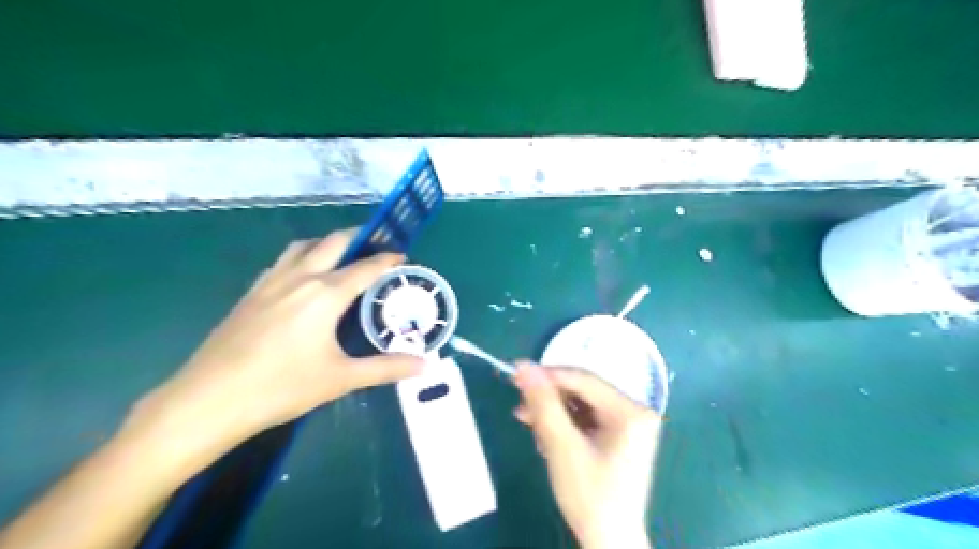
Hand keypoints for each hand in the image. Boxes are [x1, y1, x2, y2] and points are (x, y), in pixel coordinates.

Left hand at [127, 231, 424, 463]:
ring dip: (326, 244)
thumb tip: (424, 366)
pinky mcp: (251, 294)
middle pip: (333, 243)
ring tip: (342, 256)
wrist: (208, 401)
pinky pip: (282, 262)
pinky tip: (302, 279)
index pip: (365, 268)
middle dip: (358, 237)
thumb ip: (386, 368)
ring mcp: (271, 283)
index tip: (403, 257)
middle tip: (376, 244)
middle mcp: (300, 278)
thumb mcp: (341, 378)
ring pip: (303, 247)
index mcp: (325, 294)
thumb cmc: (281, 387)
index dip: (387, 260)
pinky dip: (301, 258)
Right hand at [513, 363, 664, 546]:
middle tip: (520, 409)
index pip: (583, 379)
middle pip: (582, 391)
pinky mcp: (620, 436)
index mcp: (630, 411)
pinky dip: (564, 424)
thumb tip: (523, 366)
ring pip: (581, 404)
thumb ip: (543, 404)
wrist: (608, 542)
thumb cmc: (589, 496)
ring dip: (553, 412)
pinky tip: (547, 437)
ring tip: (530, 426)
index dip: (547, 375)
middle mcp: (634, 410)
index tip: (515, 375)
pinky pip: (587, 418)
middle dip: (549, 399)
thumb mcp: (562, 447)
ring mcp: (628, 424)